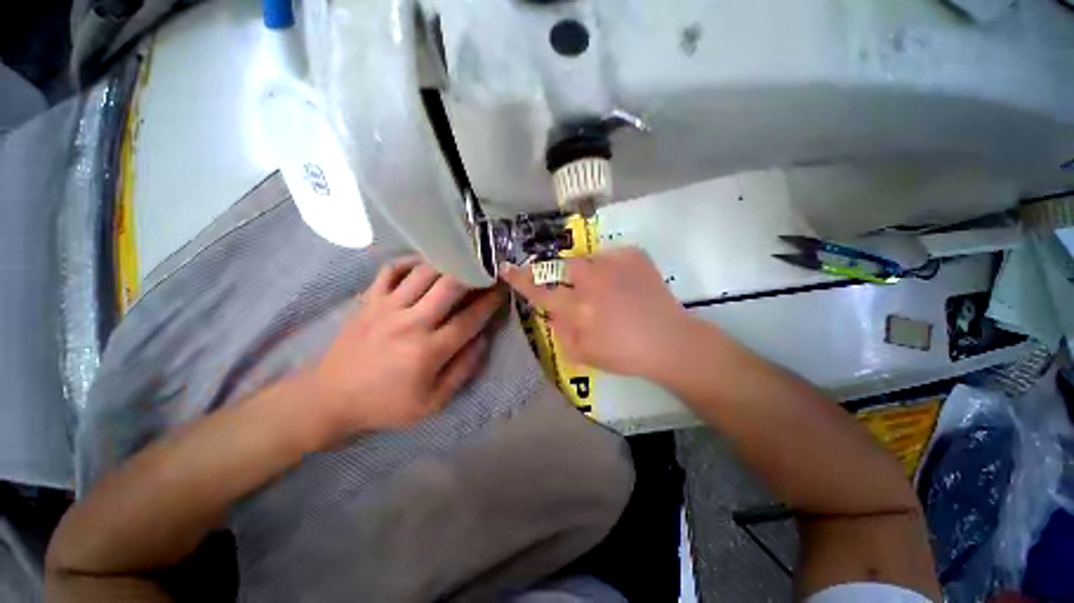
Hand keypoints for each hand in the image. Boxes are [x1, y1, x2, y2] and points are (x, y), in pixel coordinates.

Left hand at [309, 257, 504, 438]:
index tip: (502, 289)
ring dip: (448, 265)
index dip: (490, 302)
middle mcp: (410, 323)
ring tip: (461, 264)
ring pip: (424, 272)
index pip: (470, 319)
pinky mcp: (369, 300)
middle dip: (474, 275)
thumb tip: (483, 339)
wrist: (330, 398)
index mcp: (428, 351)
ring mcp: (386, 307)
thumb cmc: (386, 404)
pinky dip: (410, 261)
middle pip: (450, 286)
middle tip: (486, 270)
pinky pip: (391, 270)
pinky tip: (424, 264)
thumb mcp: (432, 403)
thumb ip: (463, 370)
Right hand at [500, 247, 691, 378]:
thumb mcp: (584, 354)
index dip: (521, 280)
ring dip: (592, 275)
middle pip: (563, 267)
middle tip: (581, 290)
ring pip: (588, 260)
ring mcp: (614, 265)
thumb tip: (550, 313)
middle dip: (565, 276)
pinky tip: (625, 284)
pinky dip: (613, 268)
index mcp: (579, 308)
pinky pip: (612, 256)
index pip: (540, 291)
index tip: (507, 268)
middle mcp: (592, 281)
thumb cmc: (625, 354)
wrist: (669, 341)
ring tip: (609, 292)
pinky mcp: (634, 256)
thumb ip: (560, 332)